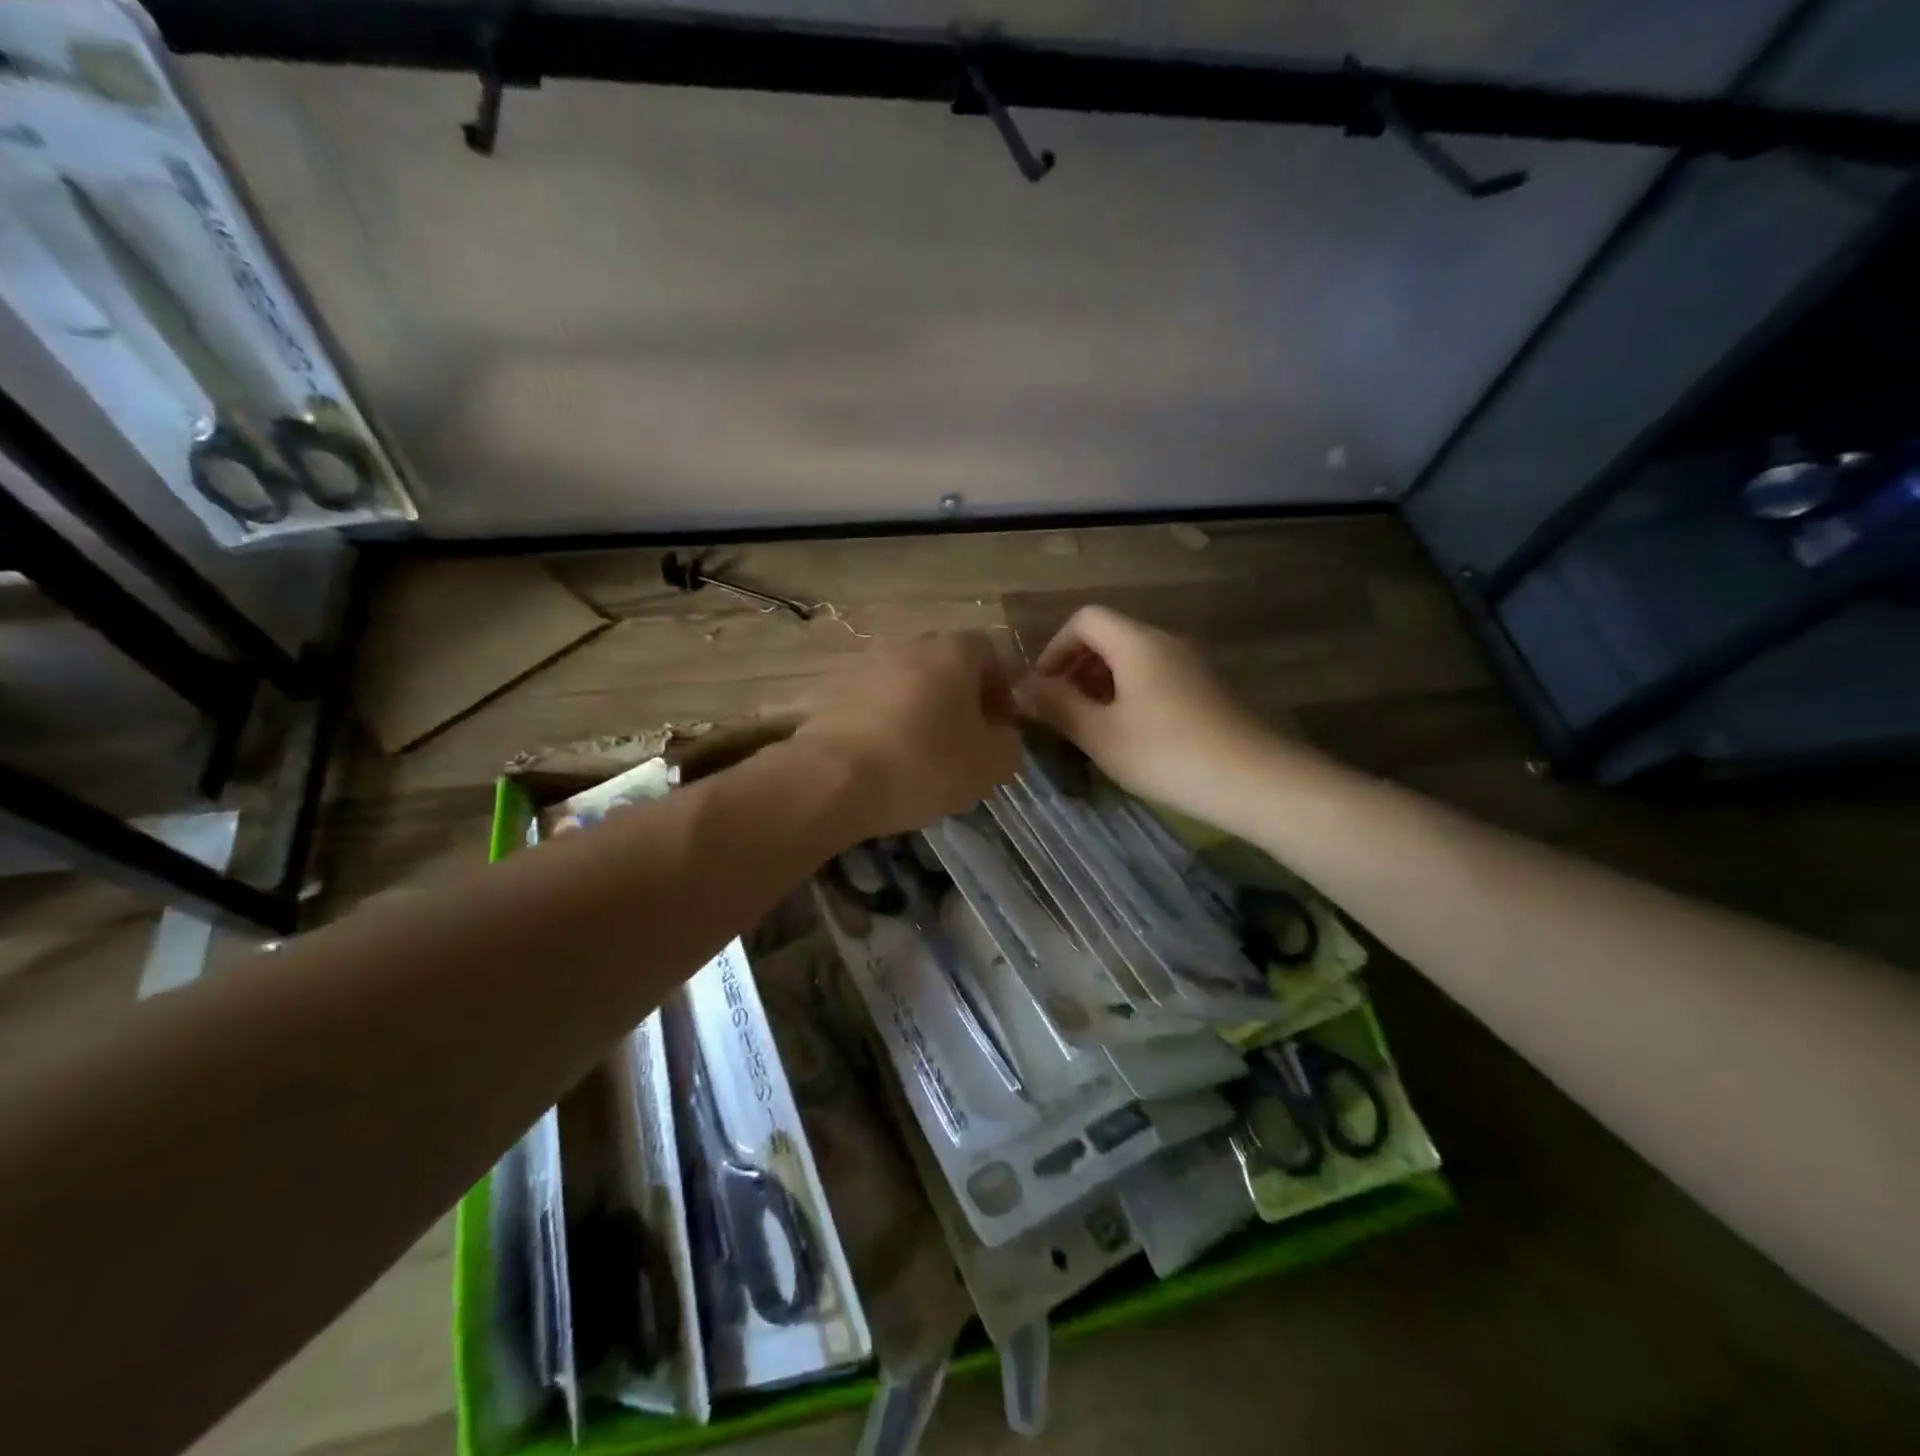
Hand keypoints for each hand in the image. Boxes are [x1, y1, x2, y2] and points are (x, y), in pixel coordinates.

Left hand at [796, 632, 1022, 840]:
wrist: (834, 778)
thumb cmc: (925, 763)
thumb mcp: (990, 765)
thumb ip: (1010, 745)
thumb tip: (1003, 736)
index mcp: (952, 651)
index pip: (989, 652)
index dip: (1001, 687)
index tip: (1000, 725)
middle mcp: (908, 645)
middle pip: (945, 666)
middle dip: (960, 699)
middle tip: (964, 741)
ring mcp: (864, 665)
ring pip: (907, 685)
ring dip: (920, 711)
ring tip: (922, 755)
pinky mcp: (831, 692)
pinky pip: (873, 704)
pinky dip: (885, 724)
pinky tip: (886, 760)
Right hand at [1016, 606, 1282, 821]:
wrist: (1255, 780)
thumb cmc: (1166, 753)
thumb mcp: (1099, 733)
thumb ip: (1057, 705)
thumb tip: (1024, 687)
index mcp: (1136, 642)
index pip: (1084, 619)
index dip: (1054, 648)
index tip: (1043, 690)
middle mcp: (1165, 642)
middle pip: (1109, 637)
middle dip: (1076, 669)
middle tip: (1060, 713)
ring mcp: (1191, 665)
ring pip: (1133, 661)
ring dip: (1101, 686)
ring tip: (1089, 729)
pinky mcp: (1207, 691)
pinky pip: (1155, 679)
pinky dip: (1129, 696)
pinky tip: (1129, 737)